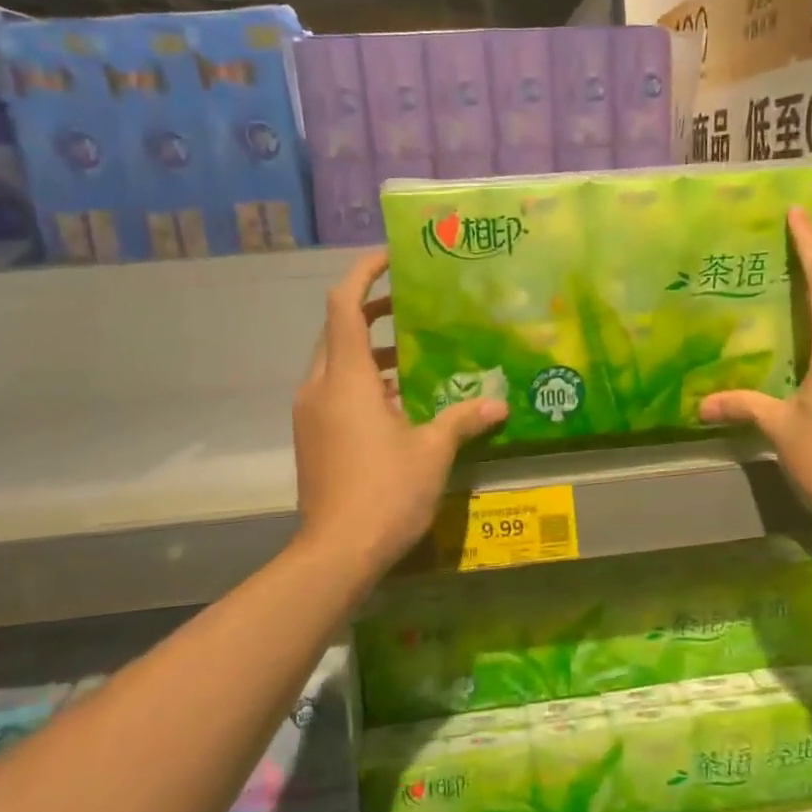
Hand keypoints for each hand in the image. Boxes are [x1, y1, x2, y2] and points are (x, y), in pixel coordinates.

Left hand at [293, 250, 506, 577]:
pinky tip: (400, 401)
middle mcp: (320, 387)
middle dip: (372, 311)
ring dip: (371, 350)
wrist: (335, 554)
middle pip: (338, 330)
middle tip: (413, 306)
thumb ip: (463, 419)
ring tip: (416, 352)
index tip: (392, 258)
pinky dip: (363, 382)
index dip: (364, 273)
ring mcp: (311, 414)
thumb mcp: (432, 451)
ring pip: (336, 363)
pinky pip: (335, 391)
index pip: (344, 304)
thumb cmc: (385, 492)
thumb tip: (500, 405)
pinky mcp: (312, 438)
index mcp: (346, 378)